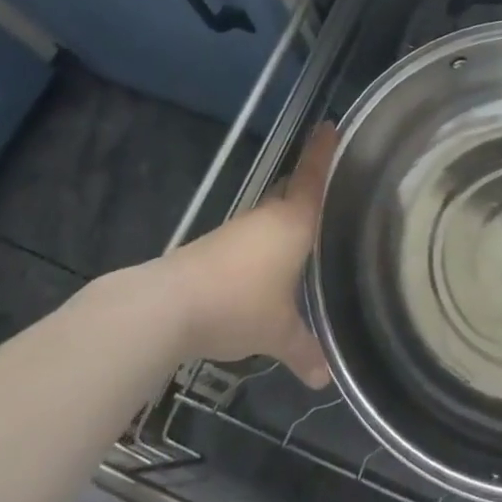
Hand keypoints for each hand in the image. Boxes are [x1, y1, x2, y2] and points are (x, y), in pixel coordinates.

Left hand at [164, 123, 335, 386]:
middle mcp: (268, 217)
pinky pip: (253, 236)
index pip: (313, 177)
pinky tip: (271, 266)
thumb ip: (304, 350)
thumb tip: (325, 378)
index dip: (323, 151)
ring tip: (308, 234)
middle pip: (293, 192)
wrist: (167, 306)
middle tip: (334, 189)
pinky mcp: (217, 247)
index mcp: (293, 223)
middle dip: (309, 187)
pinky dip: (267, 243)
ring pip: (272, 216)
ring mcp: (239, 230)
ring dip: (287, 220)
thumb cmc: (238, 305)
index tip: (331, 123)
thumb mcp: (278, 333)